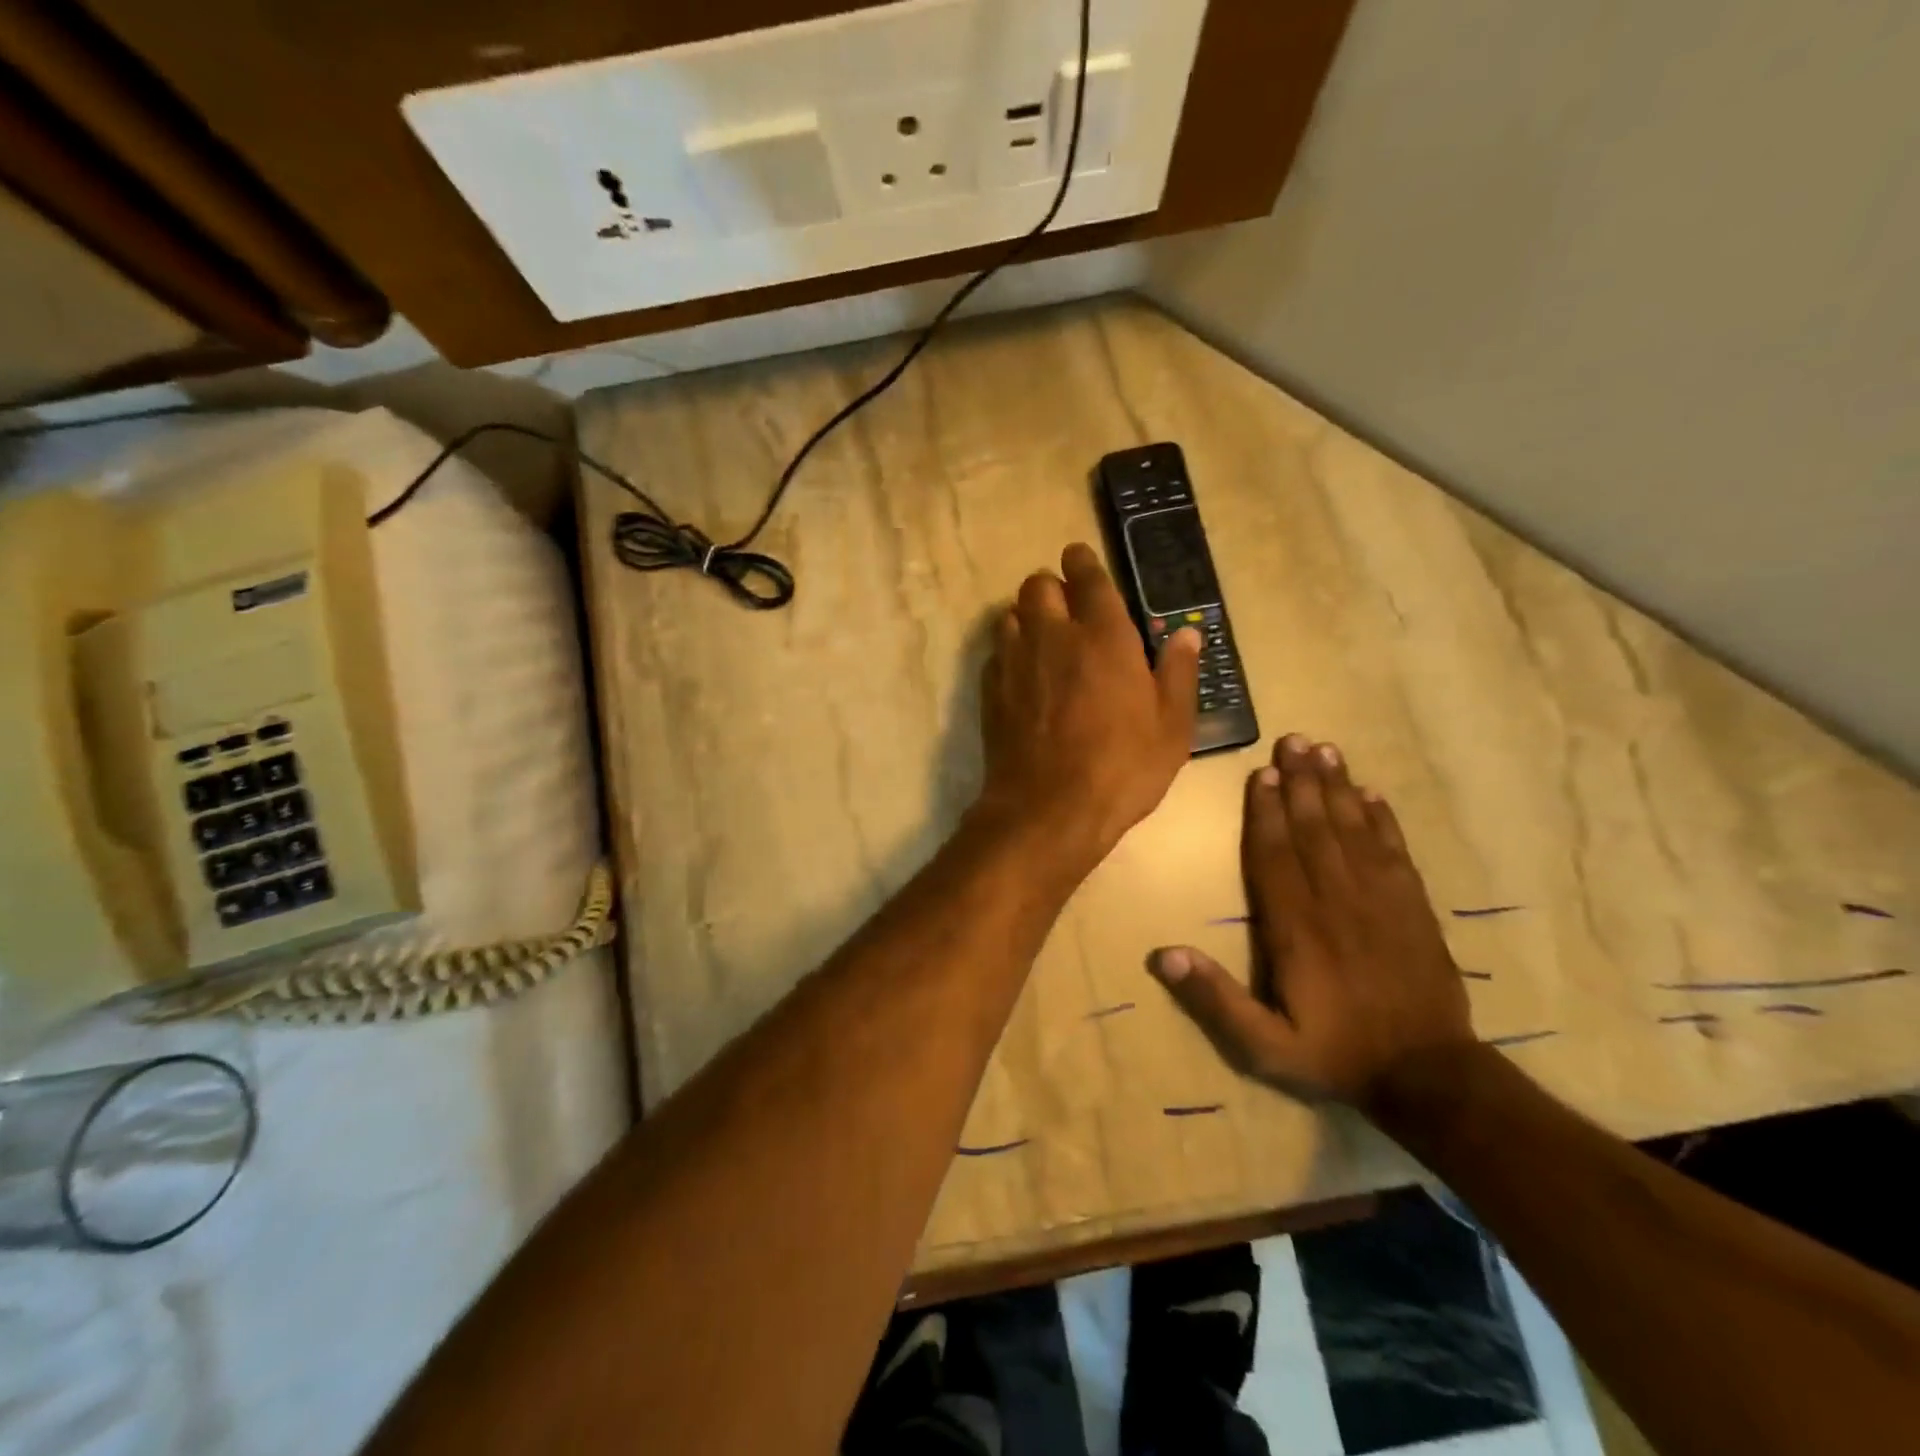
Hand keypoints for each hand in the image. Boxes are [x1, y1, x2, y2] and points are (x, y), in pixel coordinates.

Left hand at [977, 543, 1199, 864]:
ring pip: (1011, 613)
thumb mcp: (1172, 728)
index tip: (1080, 559)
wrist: (1048, 809)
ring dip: (1028, 617)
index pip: (1087, 577)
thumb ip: (1178, 674)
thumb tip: (1186, 635)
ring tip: (1045, 640)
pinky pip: (997, 651)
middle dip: (1052, 588)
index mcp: (1104, 636)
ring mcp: (1015, 661)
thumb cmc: (1122, 768)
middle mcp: (1053, 636)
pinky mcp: (991, 689)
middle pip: (1038, 585)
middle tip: (1068, 609)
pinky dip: (1010, 651)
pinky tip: (1024, 675)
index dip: (1082, 562)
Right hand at [1148, 735, 1474, 1108]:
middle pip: (1315, 830)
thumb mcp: (1264, 1046)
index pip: (1275, 858)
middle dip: (1301, 783)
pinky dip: (1383, 820)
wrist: (1428, 1077)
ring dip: (1338, 789)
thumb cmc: (1335, 1055)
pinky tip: (1372, 794)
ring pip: (1354, 831)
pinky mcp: (1414, 908)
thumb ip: (1215, 1000)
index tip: (1262, 775)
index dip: (1266, 814)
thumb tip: (1164, 954)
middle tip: (1292, 740)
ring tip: (1325, 751)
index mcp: (1297, 929)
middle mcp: (1337, 902)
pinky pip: (1395, 852)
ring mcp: (1381, 901)